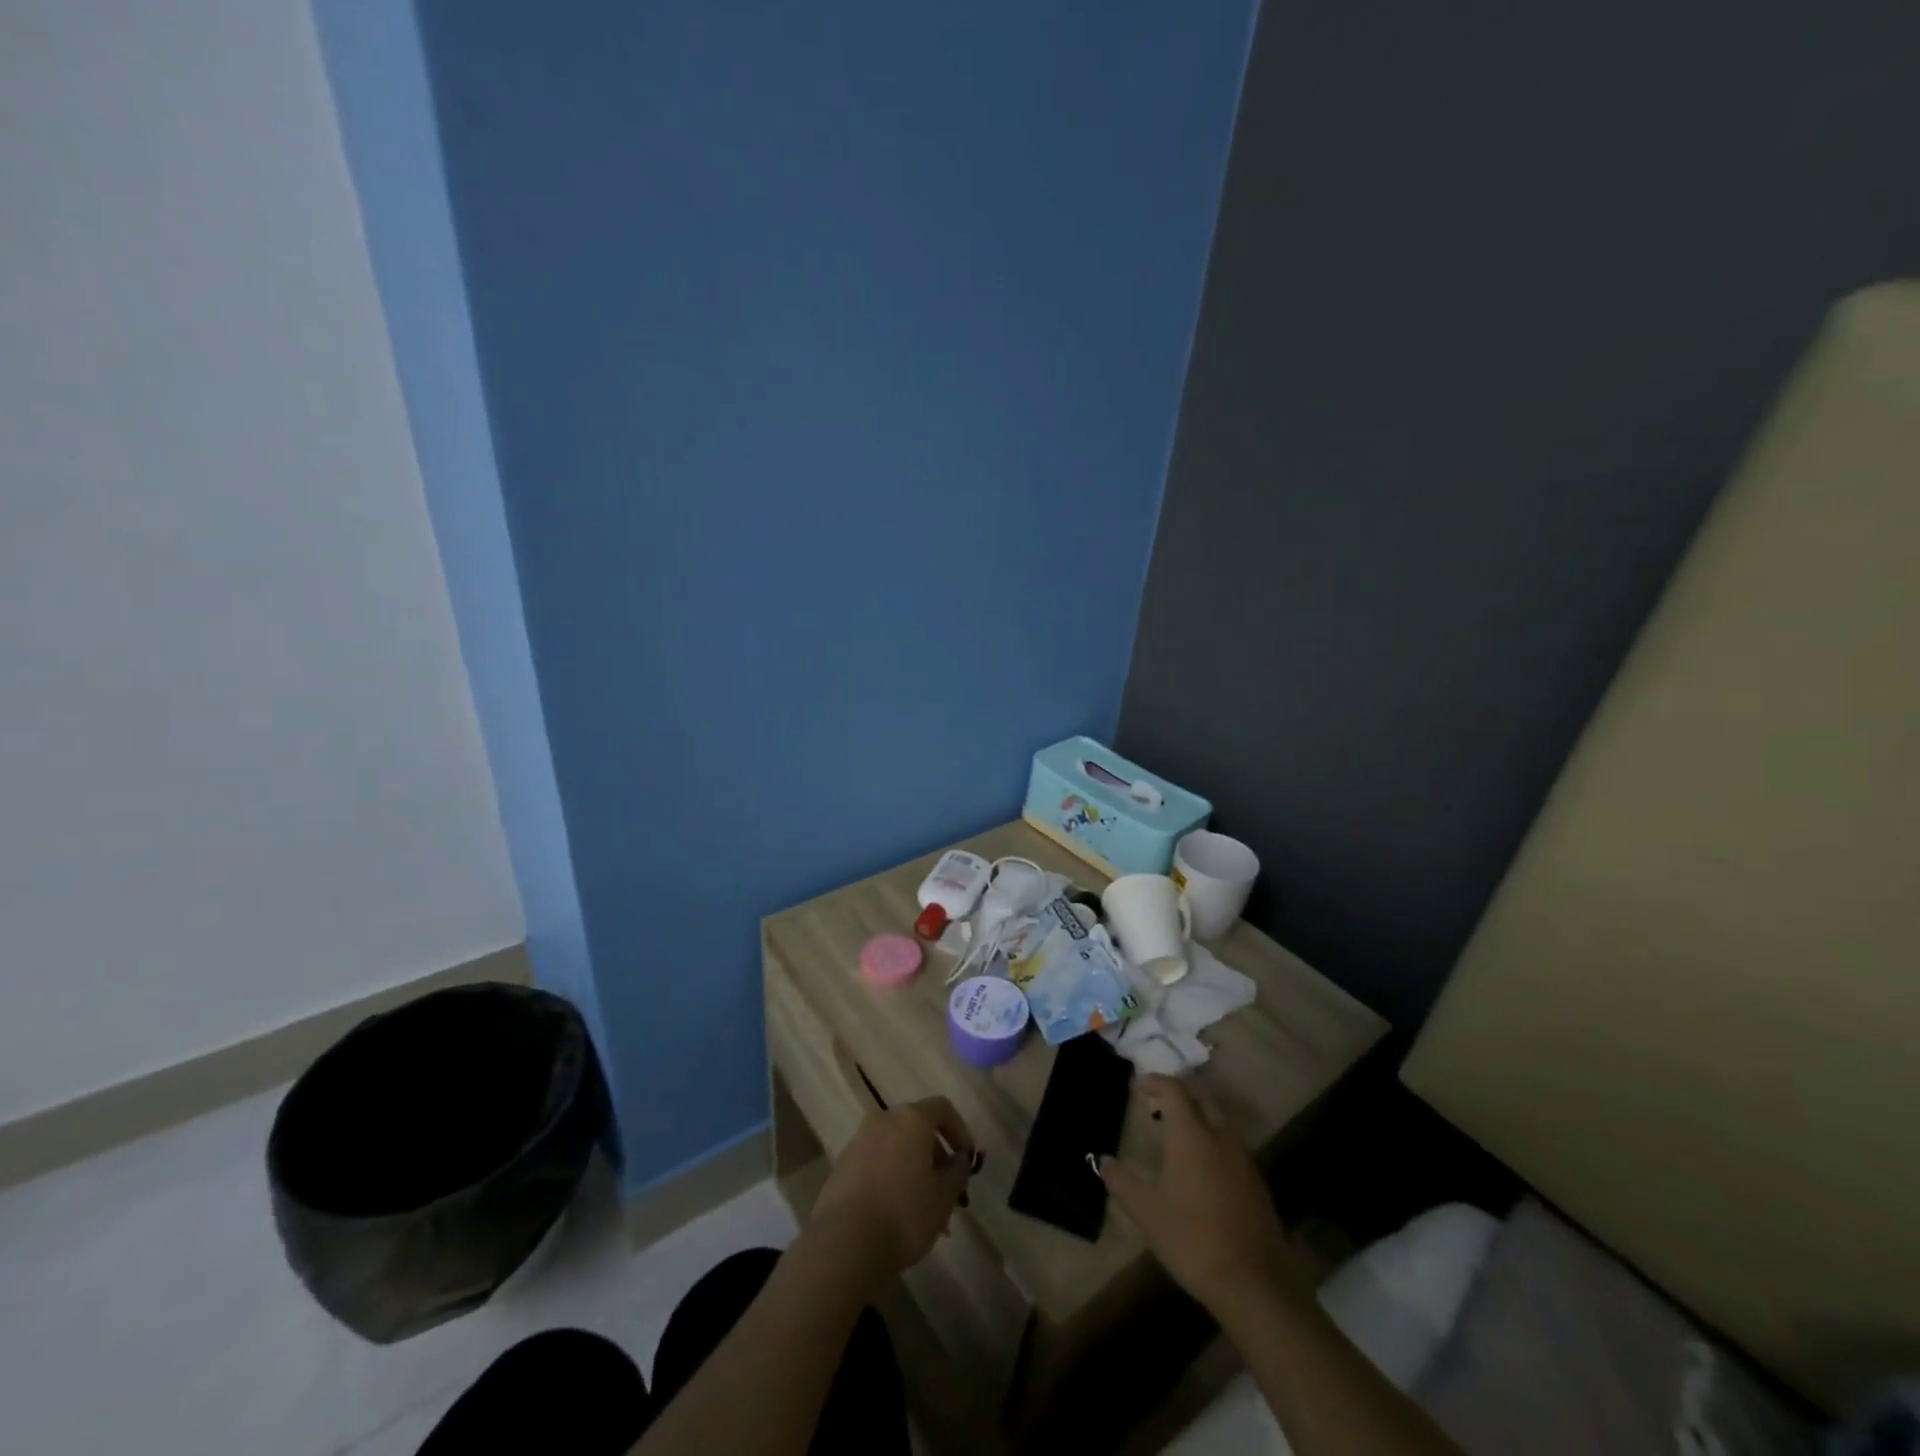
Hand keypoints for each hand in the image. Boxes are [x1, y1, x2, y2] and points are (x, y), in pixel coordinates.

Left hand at [809, 1097, 975, 1287]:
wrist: (844, 1244)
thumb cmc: (904, 1214)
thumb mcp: (944, 1197)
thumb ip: (958, 1171)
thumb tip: (960, 1158)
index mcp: (910, 1118)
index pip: (942, 1108)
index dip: (959, 1130)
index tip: (966, 1160)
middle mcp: (883, 1120)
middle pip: (917, 1127)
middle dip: (935, 1156)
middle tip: (947, 1191)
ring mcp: (858, 1141)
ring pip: (895, 1147)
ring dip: (913, 1169)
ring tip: (923, 1210)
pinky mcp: (841, 1166)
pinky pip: (875, 1163)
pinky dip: (890, 1178)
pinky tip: (895, 1215)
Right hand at [1101, 1075, 1305, 1320]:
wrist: (1254, 1285)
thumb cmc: (1192, 1240)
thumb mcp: (1147, 1213)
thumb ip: (1122, 1181)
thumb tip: (1103, 1160)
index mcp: (1191, 1135)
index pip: (1173, 1089)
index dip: (1155, 1081)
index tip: (1138, 1084)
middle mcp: (1219, 1137)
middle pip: (1200, 1098)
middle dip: (1178, 1094)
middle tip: (1157, 1105)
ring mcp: (1243, 1159)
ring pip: (1218, 1121)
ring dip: (1197, 1117)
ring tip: (1176, 1135)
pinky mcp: (1257, 1182)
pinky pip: (1231, 1146)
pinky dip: (1213, 1141)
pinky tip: (1203, 1168)